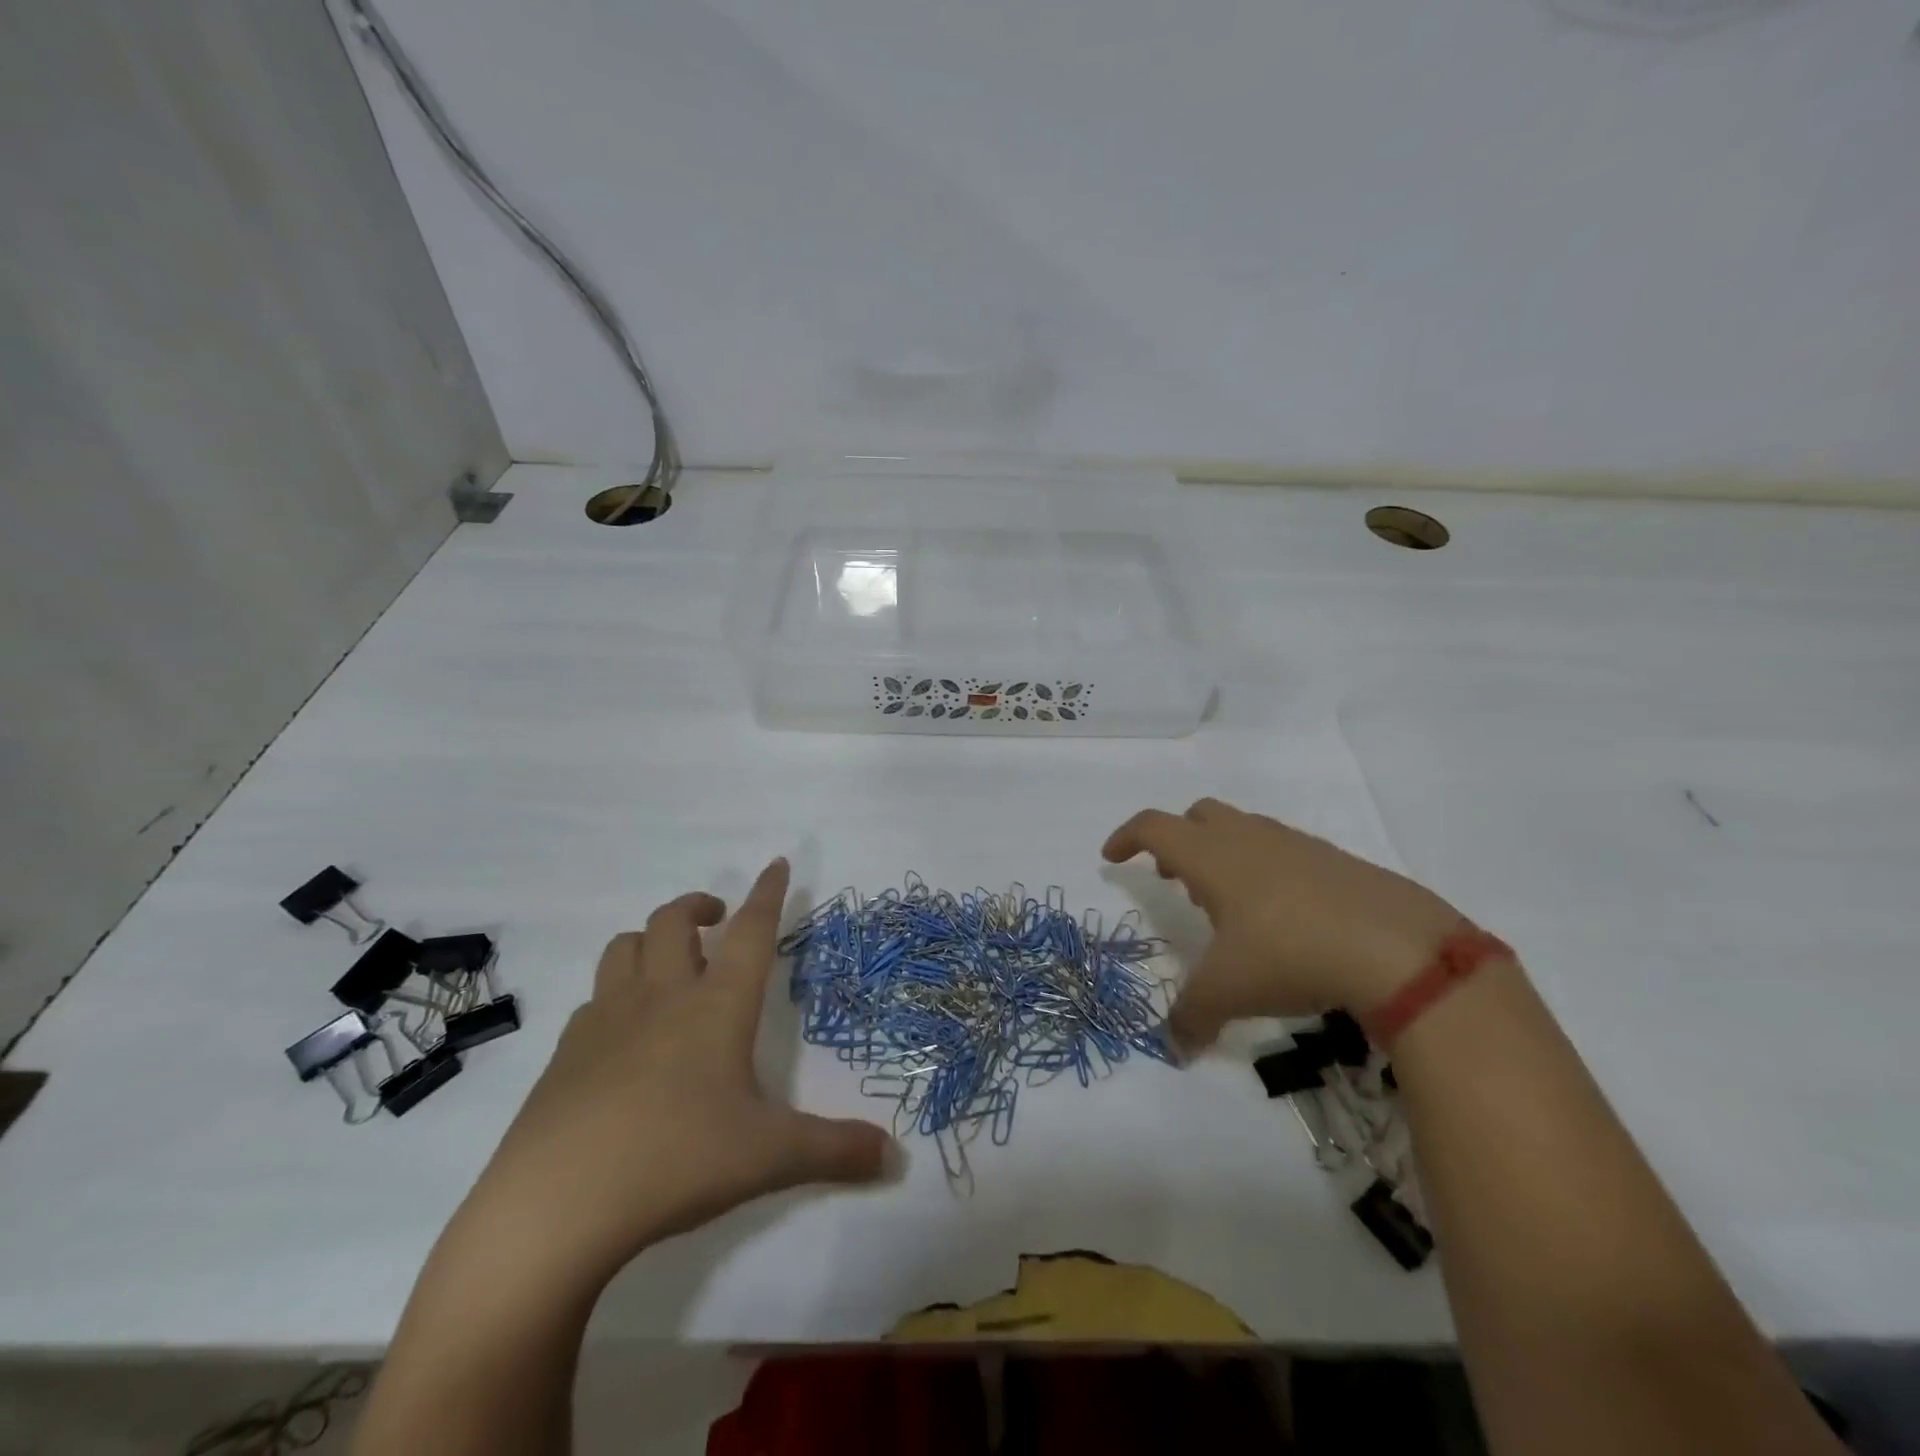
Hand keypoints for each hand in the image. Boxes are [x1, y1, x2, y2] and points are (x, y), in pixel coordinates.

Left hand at [463, 859, 894, 1285]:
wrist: (554, 1206)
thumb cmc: (676, 1160)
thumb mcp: (768, 1156)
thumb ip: (835, 1150)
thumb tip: (894, 1158)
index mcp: (717, 1006)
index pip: (752, 931)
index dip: (768, 894)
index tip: (776, 863)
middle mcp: (662, 997)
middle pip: (674, 921)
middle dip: (699, 906)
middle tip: (718, 920)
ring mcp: (606, 1020)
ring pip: (624, 947)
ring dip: (651, 939)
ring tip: (669, 961)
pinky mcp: (565, 1053)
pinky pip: (593, 1000)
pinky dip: (614, 995)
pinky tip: (623, 1032)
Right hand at [1103, 798, 1464, 1052]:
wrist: (1399, 948)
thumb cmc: (1291, 955)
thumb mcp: (1229, 992)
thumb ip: (1191, 1017)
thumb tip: (1174, 1048)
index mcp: (1212, 857)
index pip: (1154, 827)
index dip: (1126, 837)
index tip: (1112, 858)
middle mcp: (1249, 839)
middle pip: (1199, 816)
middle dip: (1177, 841)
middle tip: (1172, 879)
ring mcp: (1296, 845)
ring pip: (1243, 830)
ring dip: (1222, 854)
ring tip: (1226, 903)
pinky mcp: (1335, 861)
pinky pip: (1283, 851)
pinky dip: (1265, 869)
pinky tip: (1281, 915)